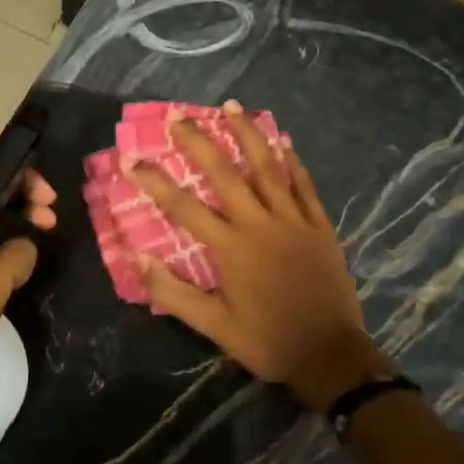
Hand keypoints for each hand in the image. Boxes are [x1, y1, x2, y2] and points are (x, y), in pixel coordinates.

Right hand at [131, 103, 394, 411]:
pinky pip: (304, 186)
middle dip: (199, 142)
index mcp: (231, 248)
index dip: (155, 181)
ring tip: (231, 107)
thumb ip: (174, 293)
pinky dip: (292, 161)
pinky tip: (282, 141)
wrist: (331, 357)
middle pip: (225, 173)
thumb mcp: (215, 327)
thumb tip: (139, 258)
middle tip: (179, 116)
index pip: (183, 207)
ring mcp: (293, 221)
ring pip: (267, 168)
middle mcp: (260, 224)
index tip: (131, 159)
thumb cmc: (268, 341)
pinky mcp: (320, 226)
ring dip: (248, 134)